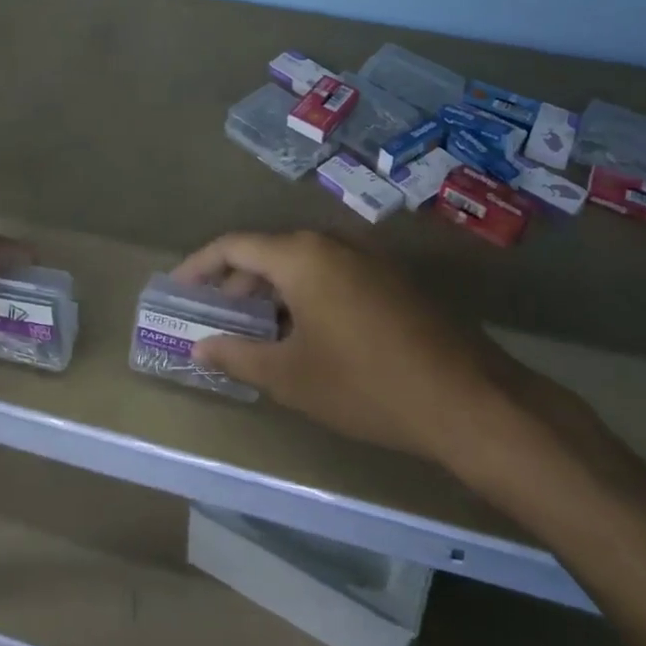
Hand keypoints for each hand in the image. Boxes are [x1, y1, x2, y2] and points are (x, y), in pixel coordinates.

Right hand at [173, 231, 601, 499]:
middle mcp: (332, 244)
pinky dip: (304, 297)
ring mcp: (367, 259)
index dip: (199, 266)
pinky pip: (332, 276)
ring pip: (302, 265)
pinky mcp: (391, 280)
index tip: (177, 289)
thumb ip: (238, 355)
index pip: (234, 246)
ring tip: (256, 333)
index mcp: (301, 256)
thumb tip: (201, 347)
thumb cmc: (365, 385)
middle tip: (216, 320)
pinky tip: (305, 336)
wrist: (467, 401)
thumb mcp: (291, 377)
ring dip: (272, 293)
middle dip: (236, 284)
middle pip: (269, 252)